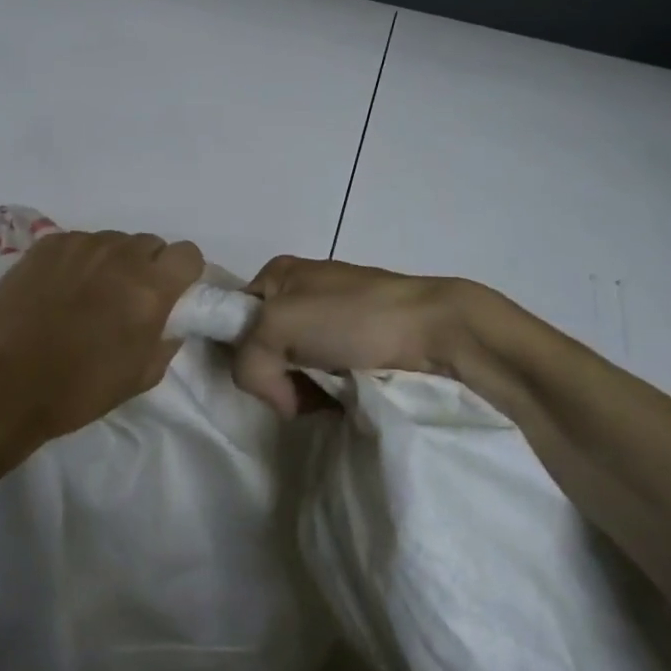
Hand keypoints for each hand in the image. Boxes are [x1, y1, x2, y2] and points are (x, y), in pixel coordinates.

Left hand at [0, 230, 205, 445]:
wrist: (8, 383)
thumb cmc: (81, 388)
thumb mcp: (142, 376)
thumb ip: (166, 339)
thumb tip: (170, 319)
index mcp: (150, 288)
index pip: (188, 254)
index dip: (183, 272)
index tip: (171, 292)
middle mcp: (119, 255)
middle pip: (149, 243)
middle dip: (147, 265)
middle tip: (127, 297)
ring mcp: (80, 245)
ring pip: (112, 240)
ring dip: (111, 261)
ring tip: (89, 292)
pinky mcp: (46, 244)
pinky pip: (77, 241)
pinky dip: (78, 259)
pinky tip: (60, 287)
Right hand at [233, 256, 462, 417]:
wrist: (437, 331)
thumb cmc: (352, 317)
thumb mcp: (278, 327)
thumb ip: (248, 360)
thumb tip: (277, 396)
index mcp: (278, 273)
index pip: (234, 317)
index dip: (240, 350)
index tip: (262, 373)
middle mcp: (301, 293)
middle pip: (264, 347)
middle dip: (277, 376)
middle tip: (299, 390)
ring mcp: (333, 320)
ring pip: (295, 367)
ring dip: (305, 389)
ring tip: (330, 395)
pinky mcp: (359, 346)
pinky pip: (326, 375)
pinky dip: (330, 392)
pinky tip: (345, 397)